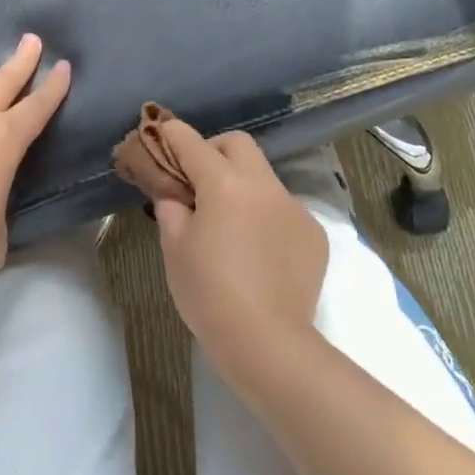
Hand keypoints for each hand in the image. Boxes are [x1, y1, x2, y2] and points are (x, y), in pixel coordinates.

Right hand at [151, 121, 328, 392]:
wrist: (266, 341)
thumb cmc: (208, 292)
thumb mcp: (175, 248)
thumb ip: (172, 208)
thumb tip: (175, 193)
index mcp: (224, 184)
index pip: (192, 144)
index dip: (172, 135)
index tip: (161, 133)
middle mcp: (263, 185)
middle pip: (238, 145)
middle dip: (214, 151)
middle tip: (197, 181)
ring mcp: (294, 208)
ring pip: (264, 178)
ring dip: (242, 186)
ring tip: (229, 223)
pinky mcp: (314, 234)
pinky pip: (284, 210)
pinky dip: (266, 217)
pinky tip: (258, 251)